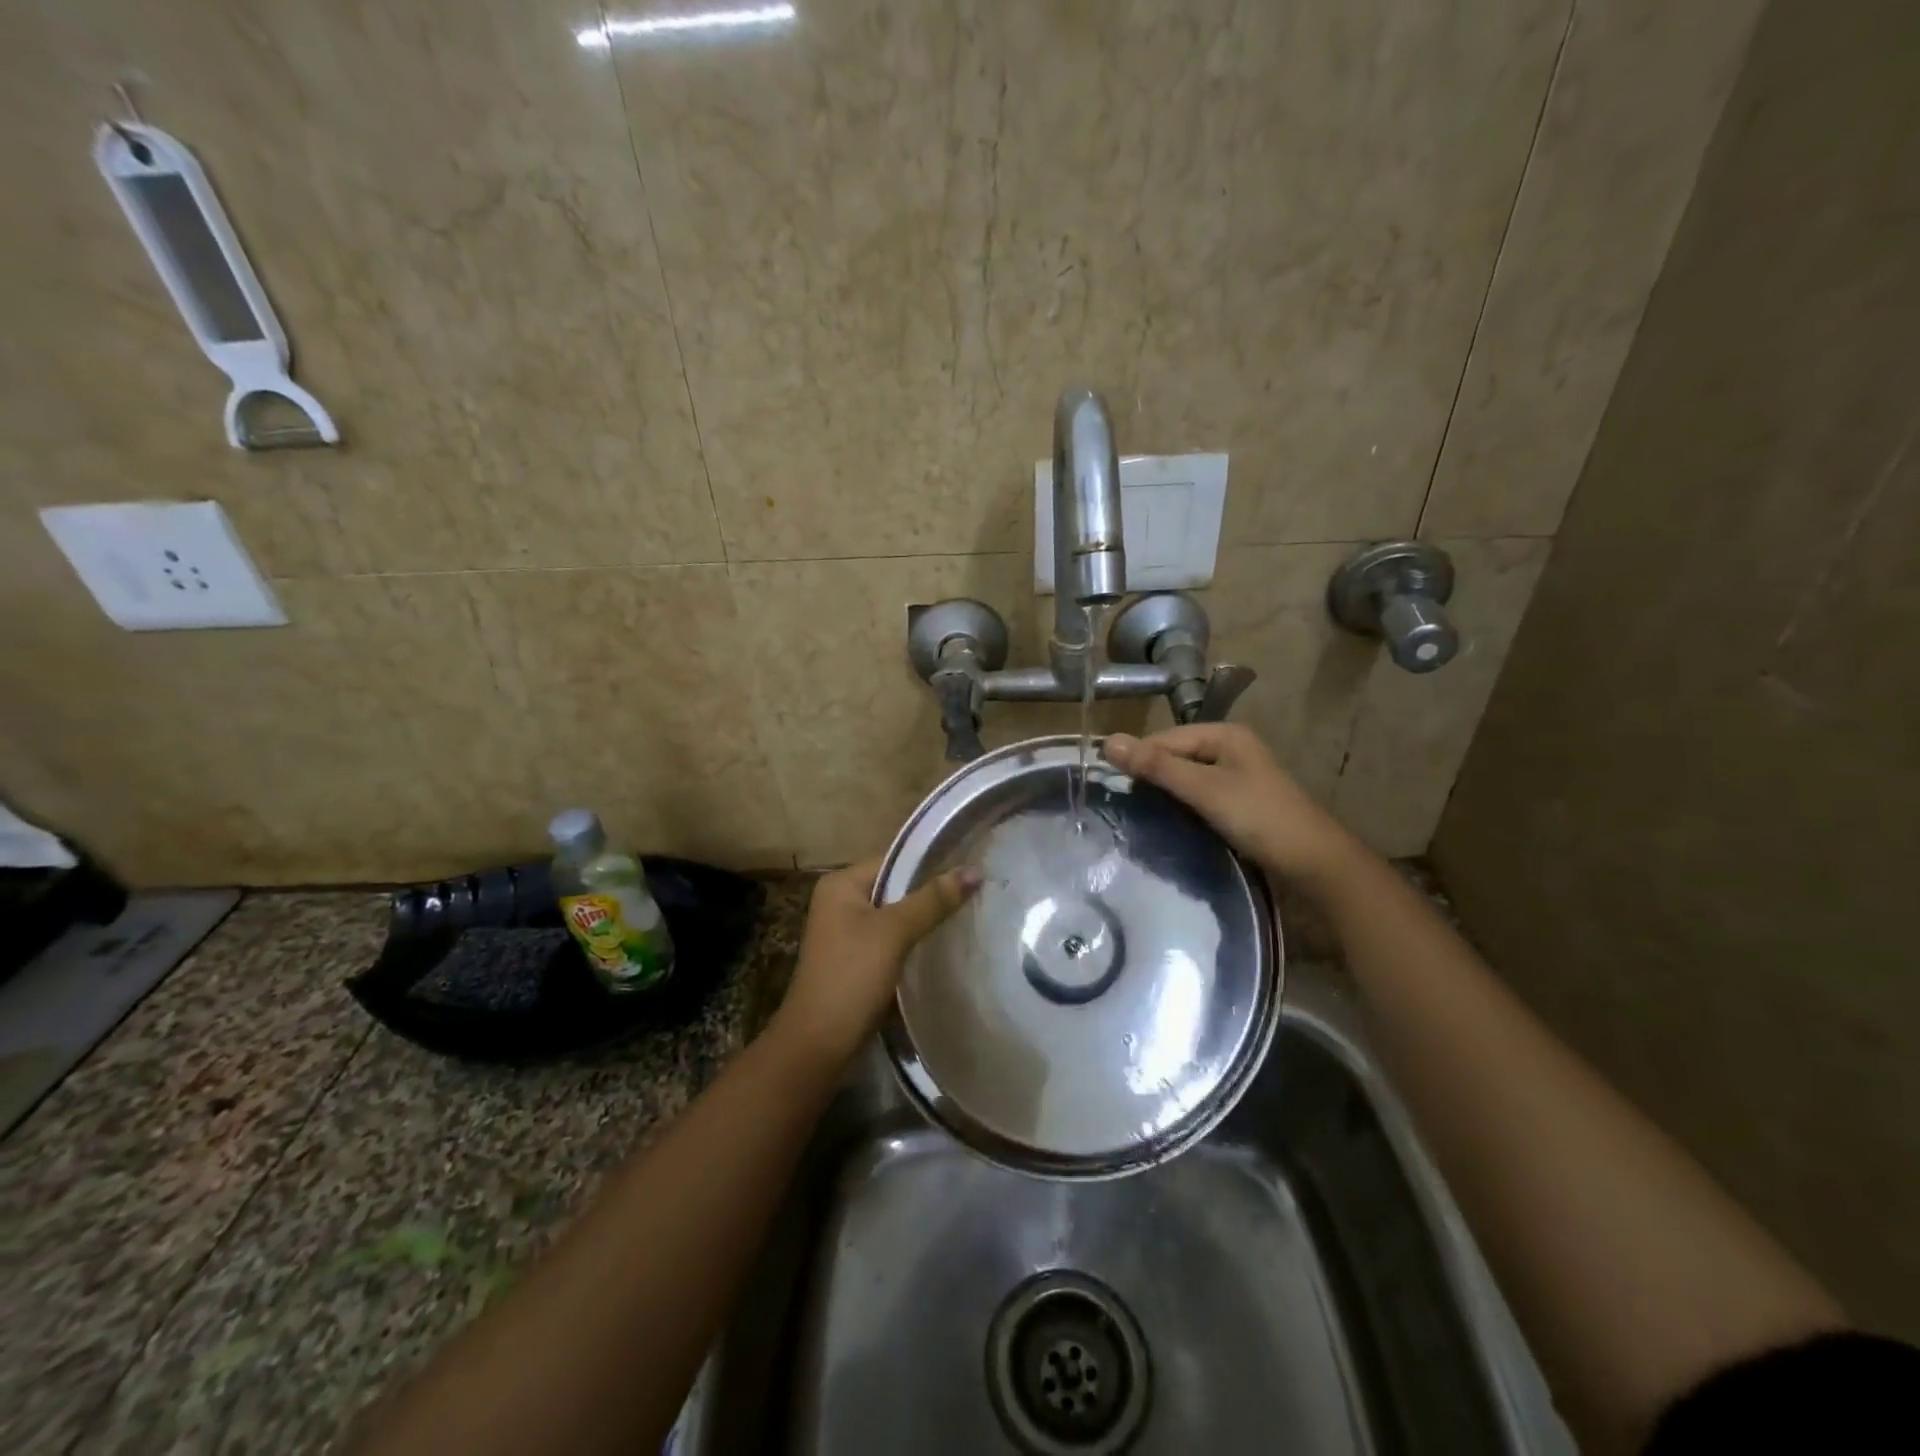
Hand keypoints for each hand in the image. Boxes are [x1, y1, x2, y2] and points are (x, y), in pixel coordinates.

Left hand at [774, 855, 980, 1064]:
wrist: (819, 1044)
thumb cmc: (851, 977)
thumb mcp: (894, 932)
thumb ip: (933, 900)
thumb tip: (975, 871)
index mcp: (841, 884)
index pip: (894, 860)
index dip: (931, 862)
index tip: (971, 867)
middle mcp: (841, 901)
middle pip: (896, 886)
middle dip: (932, 891)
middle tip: (977, 891)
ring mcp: (848, 932)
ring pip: (896, 915)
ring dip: (925, 917)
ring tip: (968, 913)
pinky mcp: (858, 959)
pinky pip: (892, 938)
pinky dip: (915, 939)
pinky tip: (943, 943)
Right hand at [1103, 724, 1359, 886]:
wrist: (1315, 862)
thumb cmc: (1258, 817)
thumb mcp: (1203, 789)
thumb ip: (1156, 766)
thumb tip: (1108, 742)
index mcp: (1223, 734)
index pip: (1163, 739)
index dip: (1138, 759)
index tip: (1110, 788)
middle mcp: (1229, 746)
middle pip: (1174, 755)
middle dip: (1150, 776)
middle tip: (1122, 805)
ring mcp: (1236, 773)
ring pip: (1185, 776)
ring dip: (1164, 792)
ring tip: (1140, 815)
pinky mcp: (1238, 799)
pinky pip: (1198, 793)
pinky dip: (1182, 804)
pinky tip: (1169, 821)